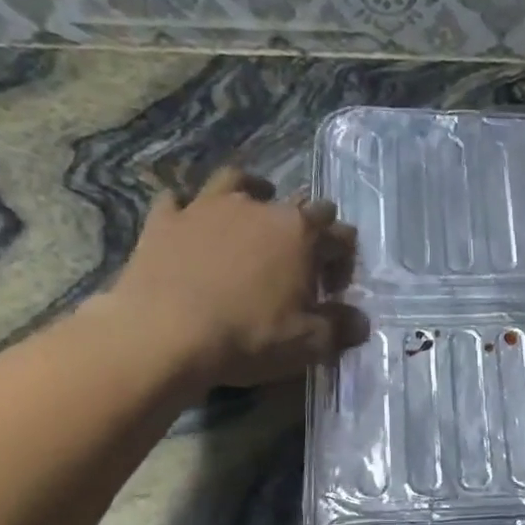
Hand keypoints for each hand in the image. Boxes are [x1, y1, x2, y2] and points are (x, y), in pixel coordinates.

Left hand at [95, 166, 365, 391]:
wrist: (163, 334)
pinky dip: (189, 210)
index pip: (339, 234)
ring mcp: (207, 206)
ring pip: (238, 181)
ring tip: (253, 213)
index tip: (334, 291)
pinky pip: (178, 200)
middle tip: (302, 261)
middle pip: (298, 203)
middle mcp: (259, 207)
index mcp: (301, 233)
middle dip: (309, 227)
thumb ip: (340, 327)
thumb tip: (360, 320)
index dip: (344, 261)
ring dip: (252, 193)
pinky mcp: (165, 219)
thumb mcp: (308, 343)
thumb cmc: (248, 337)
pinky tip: (190, 224)